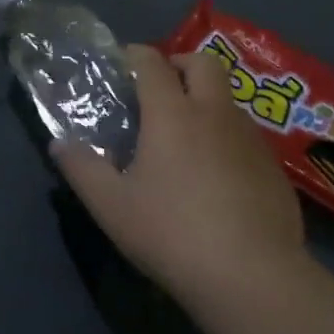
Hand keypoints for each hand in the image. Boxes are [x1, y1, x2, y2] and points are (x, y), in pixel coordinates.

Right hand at [56, 44, 304, 301]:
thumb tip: (59, 144)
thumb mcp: (110, 205)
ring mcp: (251, 141)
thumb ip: (81, 168)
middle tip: (159, 90)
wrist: (253, 278)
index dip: (134, 56)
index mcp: (172, 114)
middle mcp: (215, 115)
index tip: (121, 65)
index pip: (152, 62)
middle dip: (179, 64)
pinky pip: (246, 137)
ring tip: (184, 139)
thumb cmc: (171, 232)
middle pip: (204, 63)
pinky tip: (215, 179)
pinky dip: (226, 139)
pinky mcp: (275, 170)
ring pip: (228, 100)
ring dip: (205, 102)